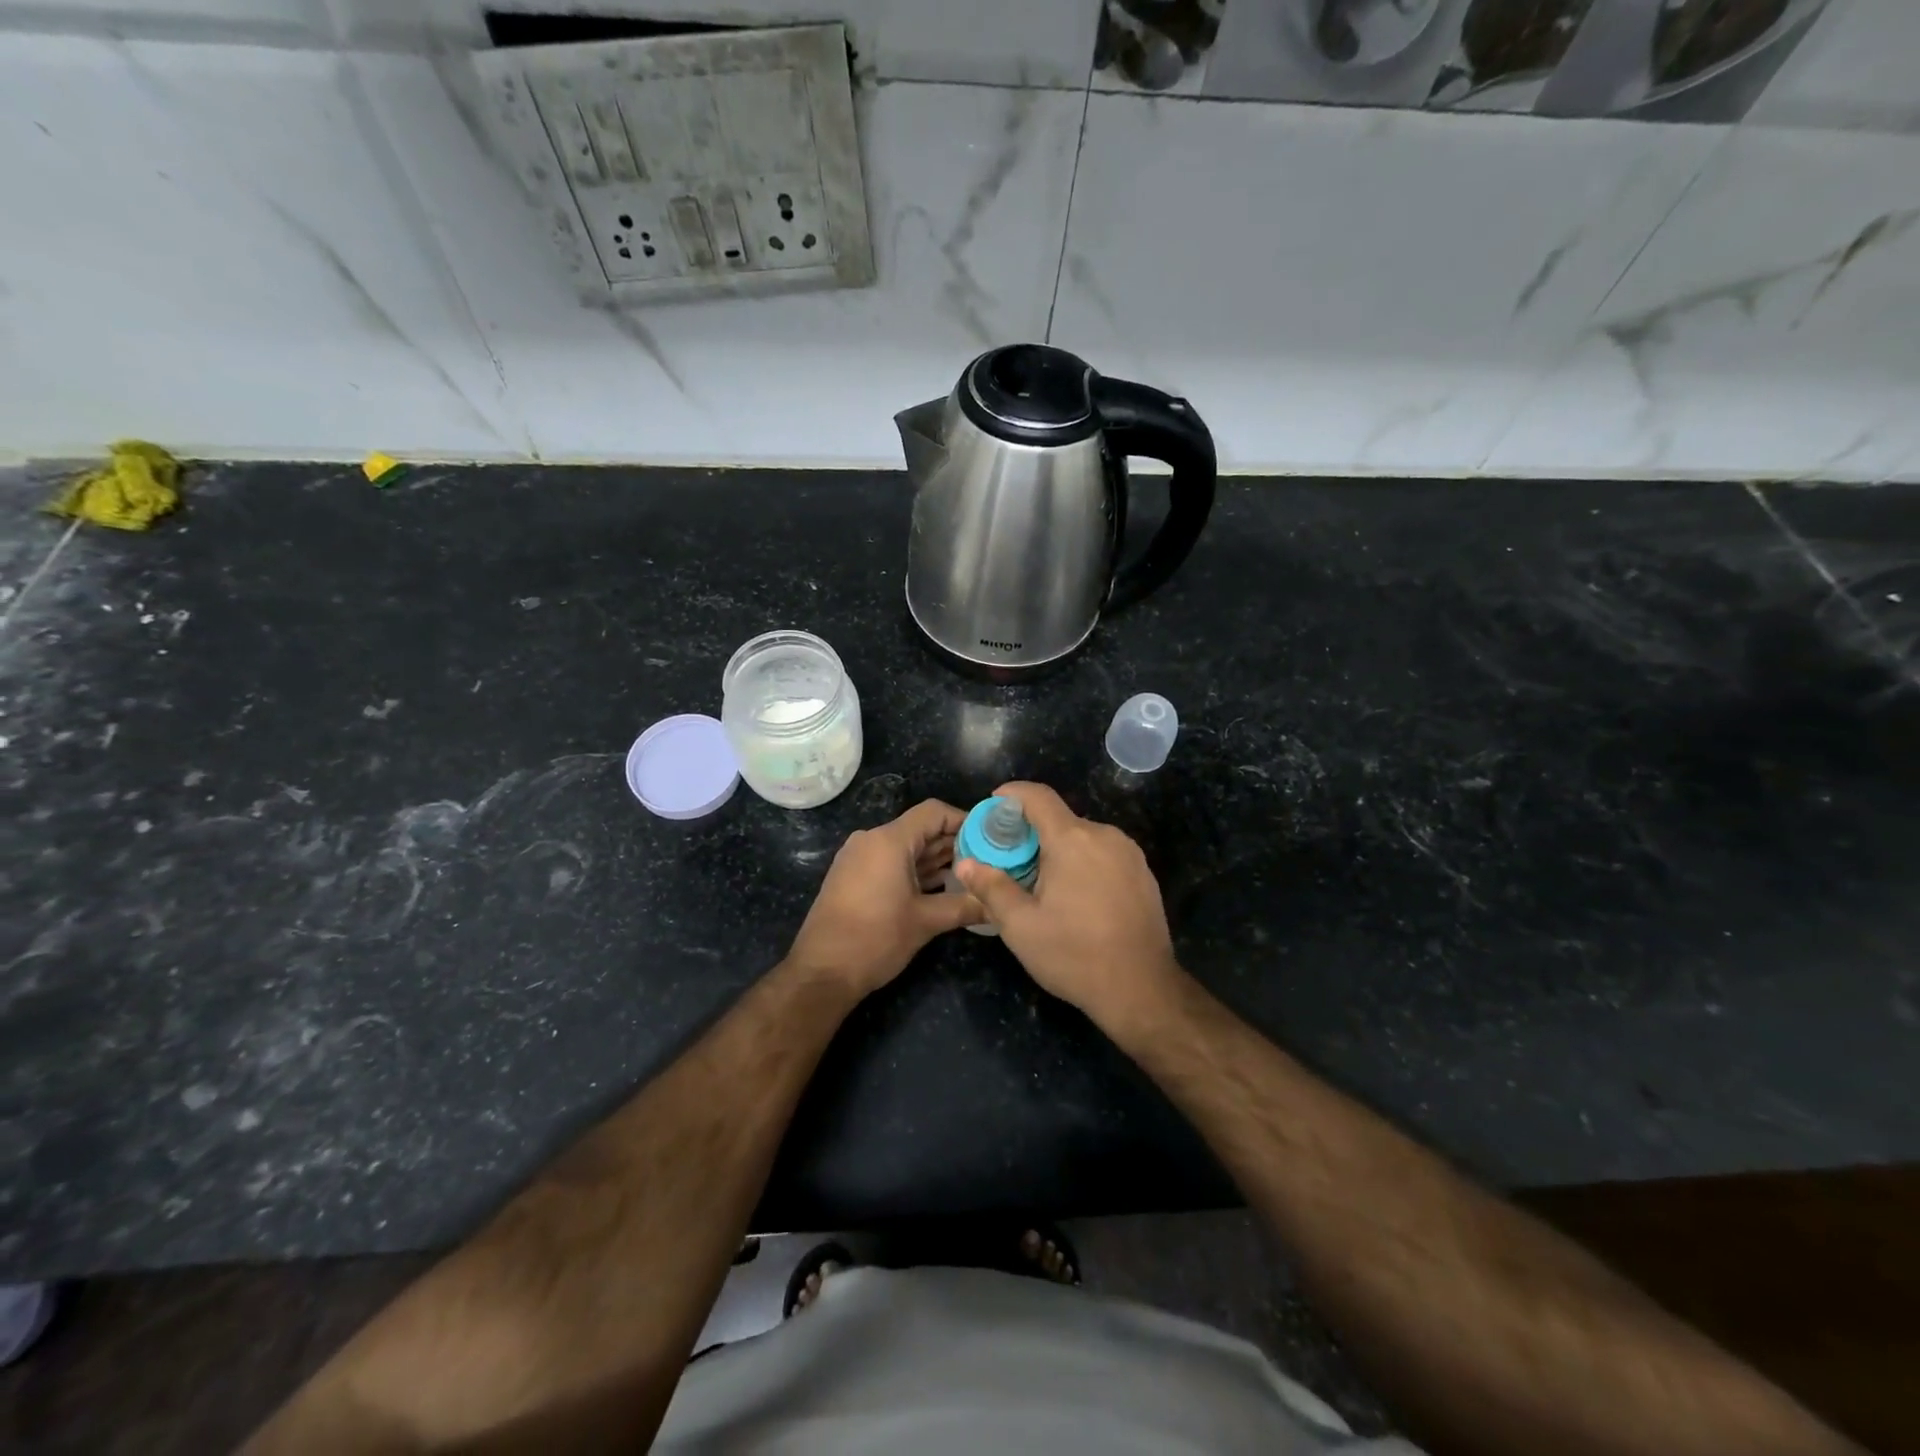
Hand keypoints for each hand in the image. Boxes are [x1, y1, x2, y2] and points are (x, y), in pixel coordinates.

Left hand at [786, 798, 983, 997]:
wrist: (822, 972)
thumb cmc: (875, 939)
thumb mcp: (926, 922)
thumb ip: (964, 906)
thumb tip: (997, 904)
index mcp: (889, 841)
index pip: (934, 812)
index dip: (964, 820)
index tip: (990, 837)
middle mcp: (871, 840)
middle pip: (920, 829)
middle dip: (954, 843)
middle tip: (988, 860)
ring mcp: (859, 858)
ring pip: (906, 847)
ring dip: (936, 859)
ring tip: (971, 874)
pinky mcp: (853, 876)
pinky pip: (890, 861)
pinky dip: (915, 870)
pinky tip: (940, 887)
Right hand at [953, 782, 1180, 1026]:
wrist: (1142, 989)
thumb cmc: (1074, 955)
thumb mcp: (1020, 926)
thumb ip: (991, 887)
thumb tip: (965, 864)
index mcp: (1072, 839)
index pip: (1038, 796)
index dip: (1012, 794)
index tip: (992, 806)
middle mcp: (1104, 836)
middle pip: (1060, 820)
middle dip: (1032, 833)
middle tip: (1009, 861)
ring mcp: (1129, 854)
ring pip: (1083, 839)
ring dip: (1059, 851)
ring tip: (1041, 885)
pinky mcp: (1144, 874)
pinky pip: (1104, 856)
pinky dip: (1083, 864)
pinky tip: (1076, 899)